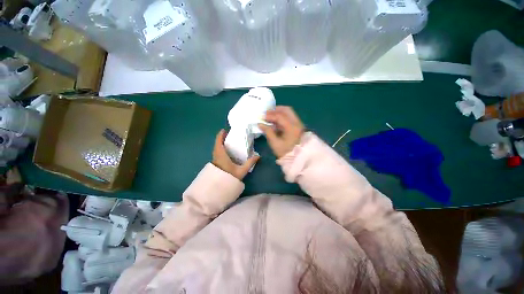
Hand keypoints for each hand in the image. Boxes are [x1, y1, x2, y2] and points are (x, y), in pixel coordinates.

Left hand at [212, 129, 259, 179]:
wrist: (219, 188)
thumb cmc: (229, 177)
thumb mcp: (241, 170)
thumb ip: (250, 163)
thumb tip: (258, 156)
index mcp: (221, 154)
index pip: (219, 141)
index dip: (221, 134)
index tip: (225, 130)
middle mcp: (216, 155)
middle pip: (217, 143)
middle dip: (222, 138)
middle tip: (230, 135)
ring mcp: (215, 159)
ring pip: (217, 148)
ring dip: (221, 143)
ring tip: (229, 142)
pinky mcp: (216, 163)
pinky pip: (217, 152)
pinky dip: (221, 148)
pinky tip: (227, 151)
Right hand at [259, 106, 304, 157]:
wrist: (297, 158)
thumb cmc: (285, 152)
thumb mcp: (275, 143)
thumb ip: (267, 132)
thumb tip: (260, 124)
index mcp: (292, 128)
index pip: (280, 116)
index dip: (270, 115)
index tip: (261, 117)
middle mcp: (297, 123)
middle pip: (286, 110)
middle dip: (275, 110)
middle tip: (266, 113)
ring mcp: (298, 124)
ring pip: (289, 113)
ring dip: (279, 113)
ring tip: (269, 116)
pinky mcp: (297, 126)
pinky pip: (289, 117)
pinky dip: (282, 117)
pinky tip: (275, 121)